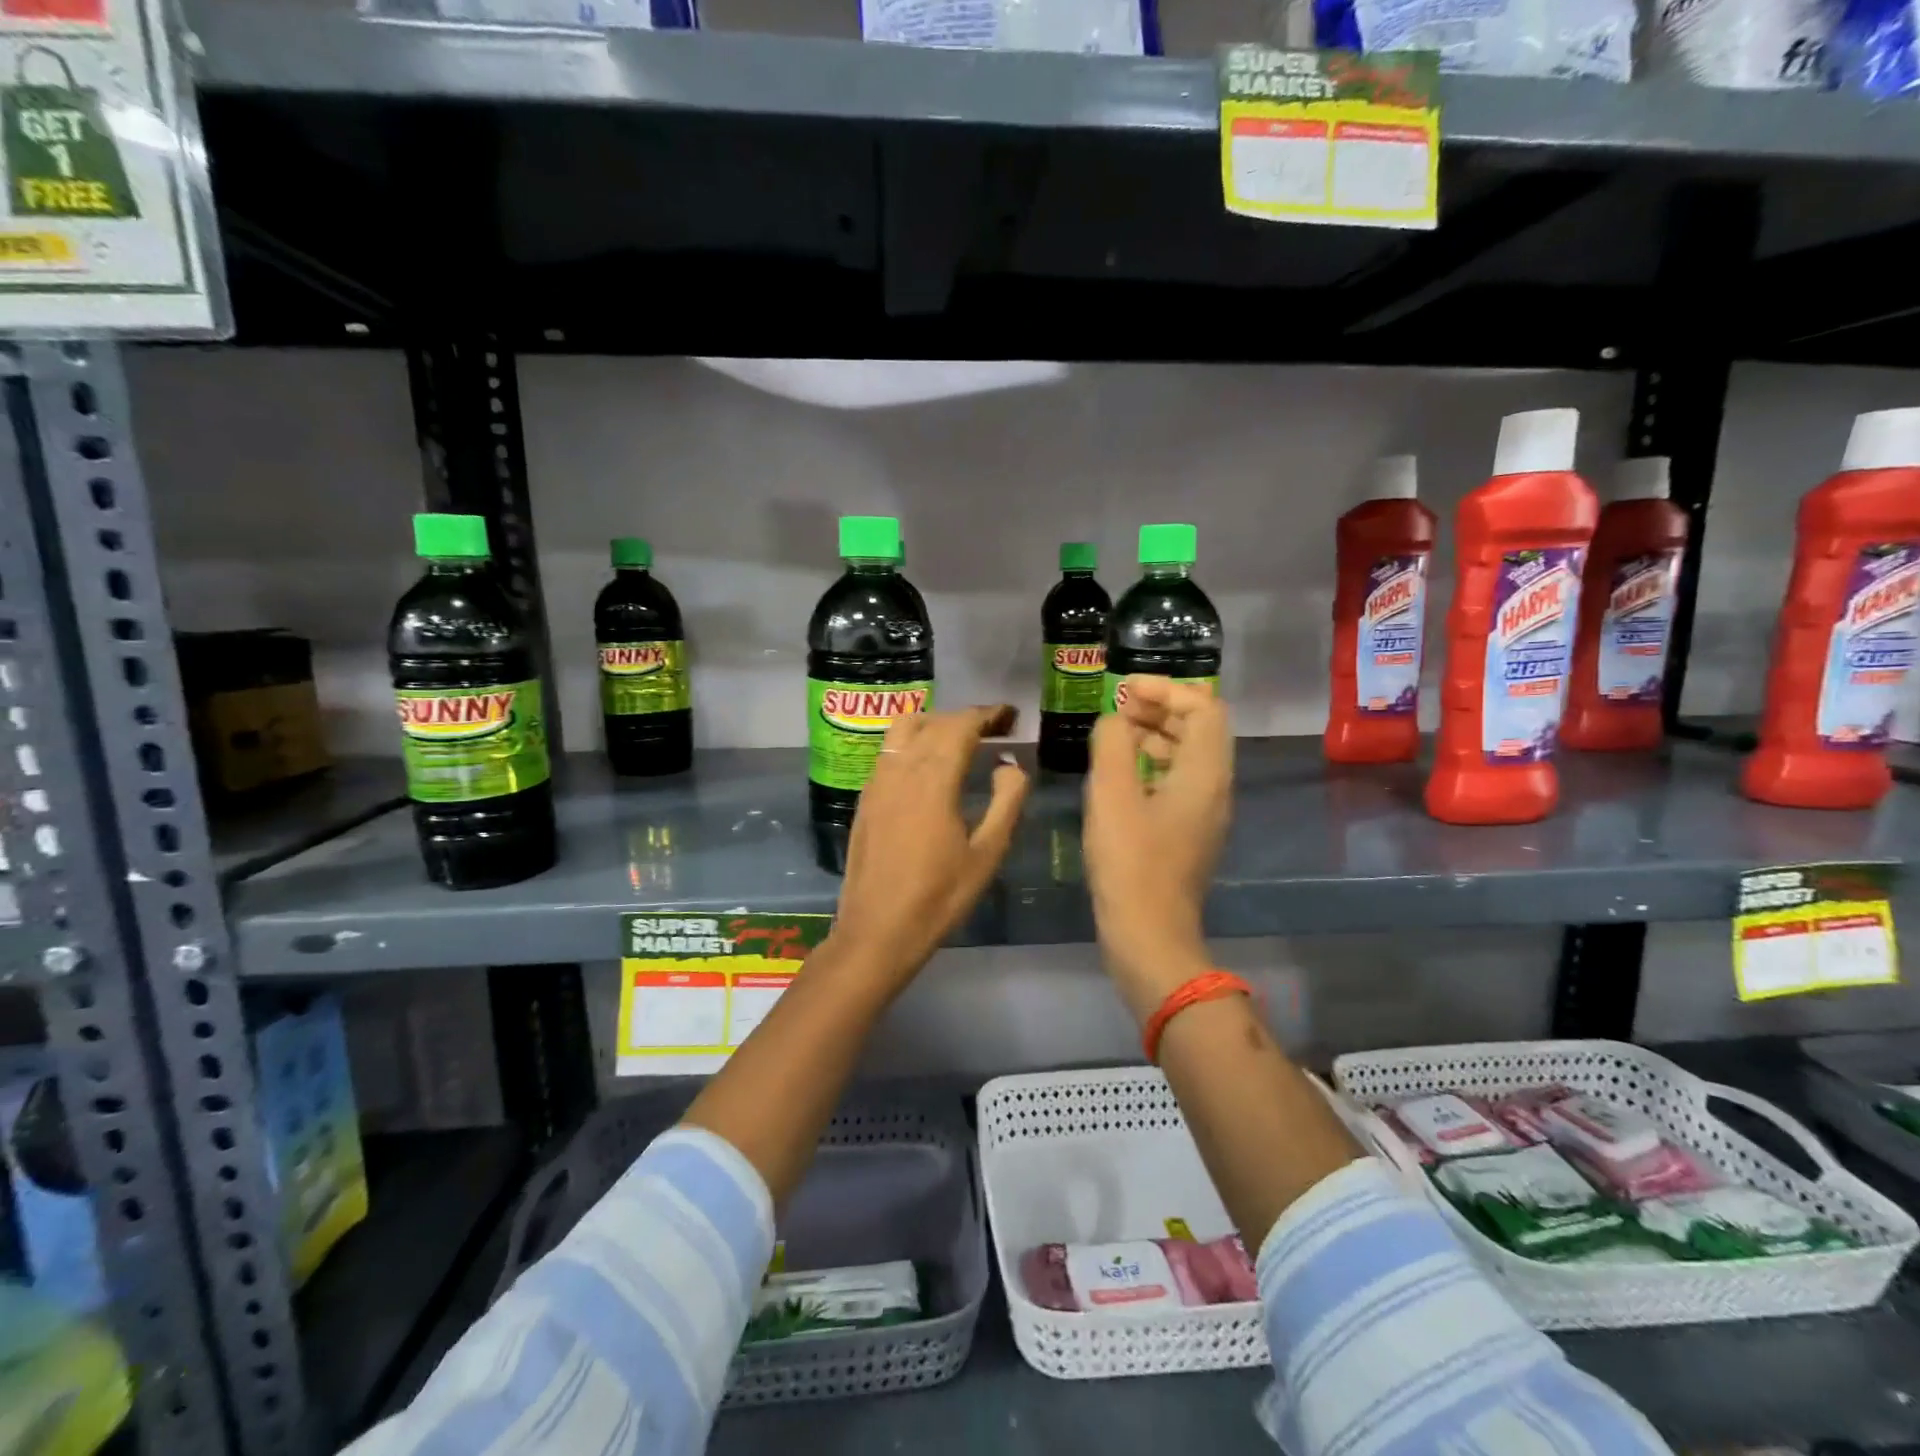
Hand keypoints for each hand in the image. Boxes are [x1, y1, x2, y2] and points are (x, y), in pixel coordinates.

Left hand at [828, 705, 1029, 996]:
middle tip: (994, 728)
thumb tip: (1010, 765)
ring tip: (960, 740)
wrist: (877, 930)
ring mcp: (877, 781)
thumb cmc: (939, 896)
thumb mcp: (987, 853)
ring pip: (904, 729)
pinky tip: (928, 766)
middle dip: (965, 718)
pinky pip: (890, 751)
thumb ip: (1006, 801)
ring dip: (935, 724)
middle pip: (934, 722)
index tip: (1009, 716)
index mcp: (933, 778)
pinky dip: (913, 741)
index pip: (961, 725)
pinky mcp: (865, 798)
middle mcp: (900, 768)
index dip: (987, 714)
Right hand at [1084, 676, 1233, 1020]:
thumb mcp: (1112, 794)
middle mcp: (1215, 787)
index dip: (1166, 688)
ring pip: (1188, 755)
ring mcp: (1205, 812)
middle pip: (1200, 728)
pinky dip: (1152, 764)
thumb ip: (1113, 743)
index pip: (1204, 707)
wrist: (1148, 934)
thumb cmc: (1130, 862)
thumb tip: (1115, 720)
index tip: (1124, 690)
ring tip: (1114, 735)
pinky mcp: (1188, 832)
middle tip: (1118, 708)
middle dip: (1161, 708)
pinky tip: (1119, 774)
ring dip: (1155, 735)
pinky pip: (1178, 781)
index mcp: (1206, 773)